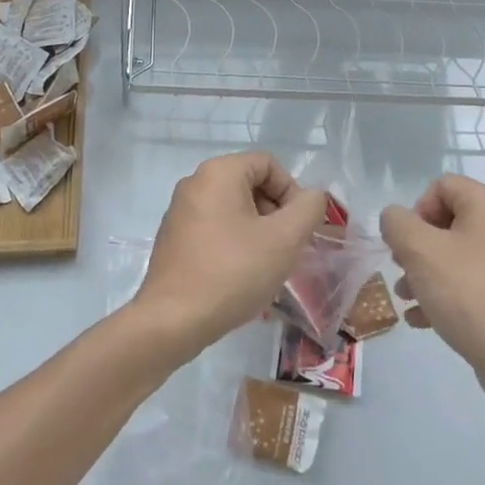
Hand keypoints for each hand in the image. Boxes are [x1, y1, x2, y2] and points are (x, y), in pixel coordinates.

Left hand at [132, 152, 327, 360]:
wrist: (172, 320)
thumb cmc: (233, 272)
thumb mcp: (285, 239)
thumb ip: (308, 209)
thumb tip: (311, 198)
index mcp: (218, 172)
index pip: (268, 164)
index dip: (292, 191)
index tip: (299, 227)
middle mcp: (194, 183)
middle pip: (250, 184)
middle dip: (275, 213)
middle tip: (286, 249)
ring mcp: (179, 211)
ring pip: (233, 209)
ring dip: (257, 231)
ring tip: (266, 266)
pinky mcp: (173, 238)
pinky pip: (214, 228)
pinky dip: (234, 244)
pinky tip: (240, 276)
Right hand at [379, 175, 484, 411]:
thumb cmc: (467, 293)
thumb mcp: (418, 250)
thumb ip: (397, 223)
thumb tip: (396, 220)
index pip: (443, 186)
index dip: (416, 209)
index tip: (406, 243)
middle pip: (450, 222)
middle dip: (418, 246)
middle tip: (402, 269)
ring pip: (460, 256)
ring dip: (428, 272)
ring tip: (408, 299)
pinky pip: (475, 284)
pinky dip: (449, 294)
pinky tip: (425, 321)